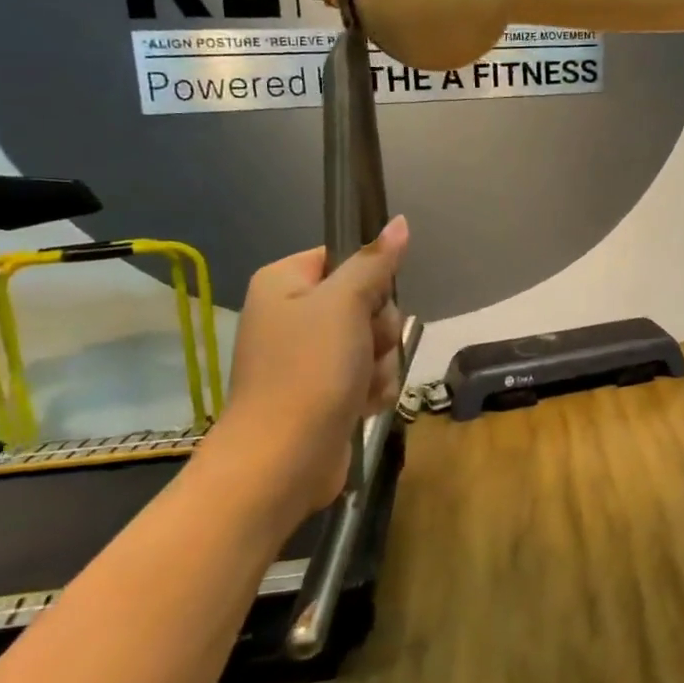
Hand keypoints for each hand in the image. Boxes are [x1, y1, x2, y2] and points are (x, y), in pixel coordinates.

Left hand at [207, 217, 410, 523]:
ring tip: (361, 385)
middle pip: (367, 301)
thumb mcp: (345, 305)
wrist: (283, 460)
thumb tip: (400, 222)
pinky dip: (373, 388)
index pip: (345, 257)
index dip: (369, 279)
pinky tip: (362, 405)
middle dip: (380, 328)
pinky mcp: (324, 390)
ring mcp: (308, 356)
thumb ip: (375, 262)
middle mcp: (293, 314)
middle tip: (365, 347)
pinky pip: (369, 373)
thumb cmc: (310, 370)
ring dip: (381, 363)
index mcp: (285, 282)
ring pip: (374, 340)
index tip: (369, 302)